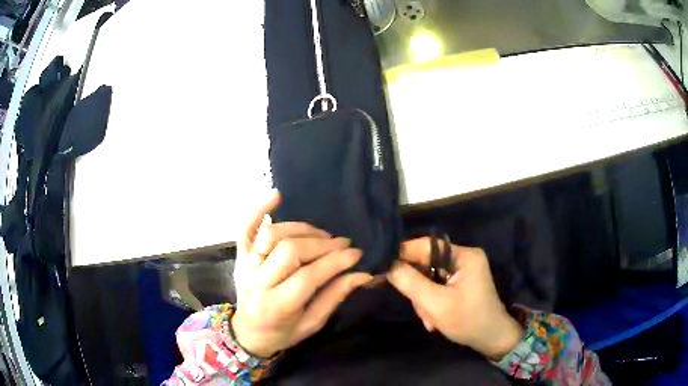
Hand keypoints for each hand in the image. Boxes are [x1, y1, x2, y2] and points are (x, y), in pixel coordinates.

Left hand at [231, 192, 372, 357]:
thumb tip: (363, 274)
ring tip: (321, 235)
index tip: (356, 253)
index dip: (335, 261)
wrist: (248, 332)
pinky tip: (277, 195)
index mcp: (277, 306)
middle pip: (290, 251)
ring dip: (302, 229)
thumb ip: (335, 297)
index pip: (309, 276)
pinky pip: (246, 227)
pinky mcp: (240, 255)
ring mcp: (246, 265)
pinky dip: (259, 209)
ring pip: (272, 235)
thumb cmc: (283, 332)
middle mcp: (258, 282)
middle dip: (322, 244)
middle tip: (343, 243)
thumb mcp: (312, 323)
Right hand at [387, 238, 523, 359]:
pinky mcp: (460, 282)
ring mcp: (463, 271)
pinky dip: (431, 301)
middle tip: (420, 309)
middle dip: (418, 288)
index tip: (384, 268)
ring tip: (430, 319)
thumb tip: (388, 265)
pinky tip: (434, 318)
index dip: (403, 255)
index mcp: (464, 256)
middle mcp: (464, 258)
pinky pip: (436, 286)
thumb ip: (411, 283)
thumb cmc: (468, 321)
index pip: (426, 246)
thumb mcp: (437, 304)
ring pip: (429, 277)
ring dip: (424, 299)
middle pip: (426, 263)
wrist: (491, 339)